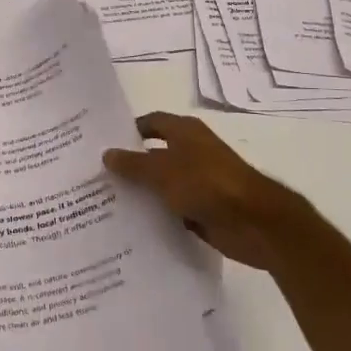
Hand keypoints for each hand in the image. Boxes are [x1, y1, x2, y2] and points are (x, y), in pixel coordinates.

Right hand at [103, 112, 322, 271]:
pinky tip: (131, 227)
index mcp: (185, 132)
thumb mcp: (163, 171)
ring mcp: (198, 182)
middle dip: (129, 165)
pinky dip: (156, 216)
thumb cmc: (208, 184)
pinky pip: (172, 210)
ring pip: (162, 184)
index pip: (150, 123)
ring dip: (141, 193)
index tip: (100, 144)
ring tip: (104, 204)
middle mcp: (191, 152)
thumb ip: (134, 164)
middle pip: (154, 154)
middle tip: (95, 177)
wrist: (256, 223)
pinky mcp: (203, 210)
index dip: (127, 131)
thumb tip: (107, 153)